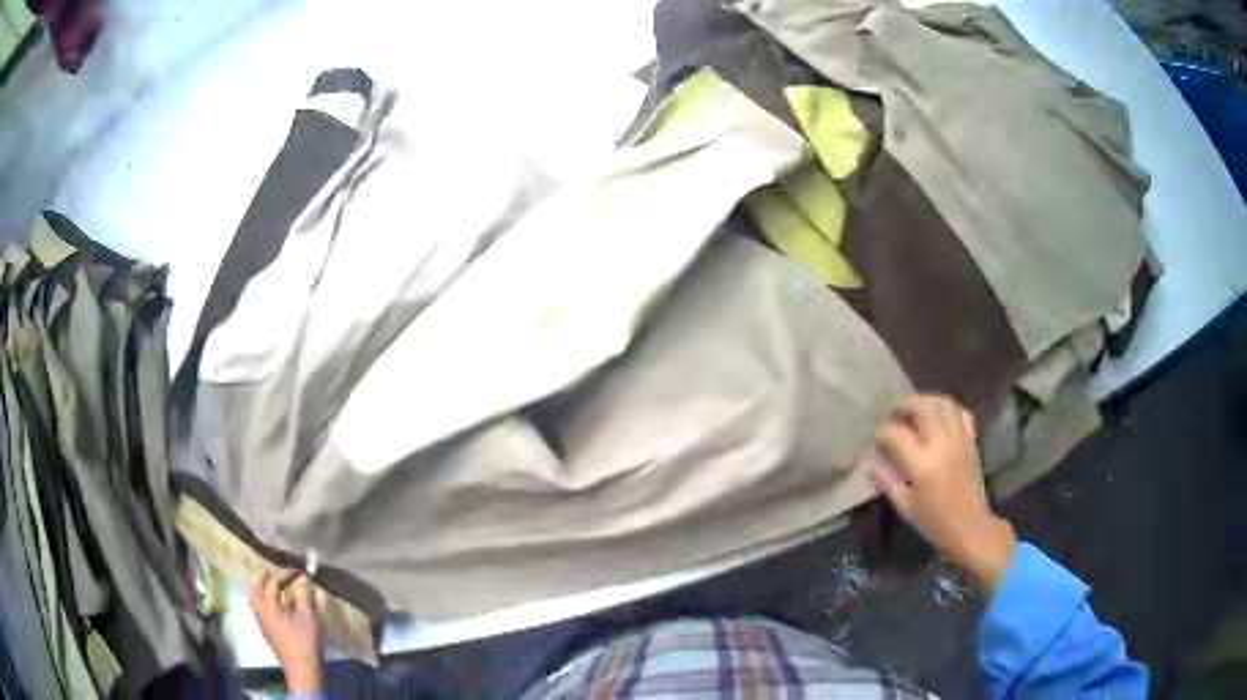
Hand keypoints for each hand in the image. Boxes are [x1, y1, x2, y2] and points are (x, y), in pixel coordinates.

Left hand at [250, 571, 324, 693]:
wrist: (302, 669)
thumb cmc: (304, 640)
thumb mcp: (307, 616)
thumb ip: (304, 595)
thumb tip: (303, 578)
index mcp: (268, 605)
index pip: (273, 583)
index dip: (285, 575)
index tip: (297, 571)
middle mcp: (261, 612)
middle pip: (256, 591)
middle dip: (264, 581)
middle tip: (273, 575)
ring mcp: (264, 624)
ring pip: (258, 602)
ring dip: (265, 593)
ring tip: (278, 590)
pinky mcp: (270, 633)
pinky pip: (265, 612)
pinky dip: (271, 605)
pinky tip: (284, 608)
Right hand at [862, 394, 1016, 594]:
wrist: (970, 527)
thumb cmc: (934, 522)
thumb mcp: (905, 506)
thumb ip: (886, 479)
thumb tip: (869, 459)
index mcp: (923, 465)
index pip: (896, 434)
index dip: (882, 431)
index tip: (875, 437)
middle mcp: (942, 445)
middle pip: (922, 408)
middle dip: (903, 405)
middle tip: (893, 414)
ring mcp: (959, 440)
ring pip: (943, 404)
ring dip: (925, 400)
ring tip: (913, 409)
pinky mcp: (971, 441)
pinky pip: (960, 412)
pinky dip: (947, 408)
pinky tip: (937, 415)